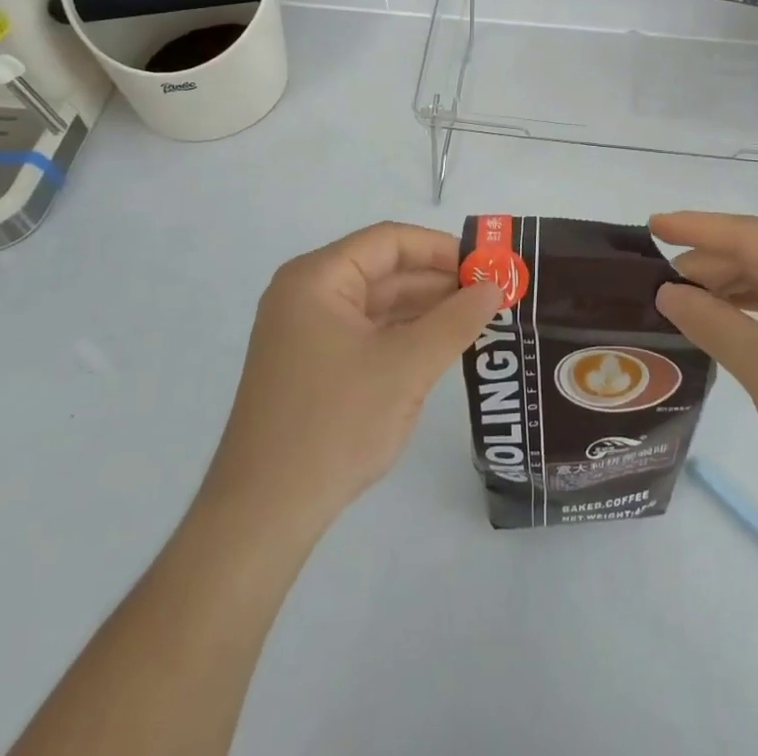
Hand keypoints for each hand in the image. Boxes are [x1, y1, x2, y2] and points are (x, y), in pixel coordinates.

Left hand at [201, 222, 502, 534]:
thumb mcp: (407, 367)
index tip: (486, 265)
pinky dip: (403, 336)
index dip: (441, 248)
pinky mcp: (311, 367)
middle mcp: (306, 295)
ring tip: (476, 319)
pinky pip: (366, 335)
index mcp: (316, 279)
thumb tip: (494, 286)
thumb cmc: (335, 425)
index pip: (389, 242)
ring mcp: (305, 334)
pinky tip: (440, 347)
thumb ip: (456, 320)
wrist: (262, 516)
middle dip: (437, 281)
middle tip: (491, 294)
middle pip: (383, 271)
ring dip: (424, 310)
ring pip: (377, 305)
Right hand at [651, 212, 757, 523]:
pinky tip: (722, 316)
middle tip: (657, 277)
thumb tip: (668, 292)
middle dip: (709, 262)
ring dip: (728, 286)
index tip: (651, 223)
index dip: (696, 228)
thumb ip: (714, 324)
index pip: (748, 234)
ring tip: (680, 296)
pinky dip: (753, 306)